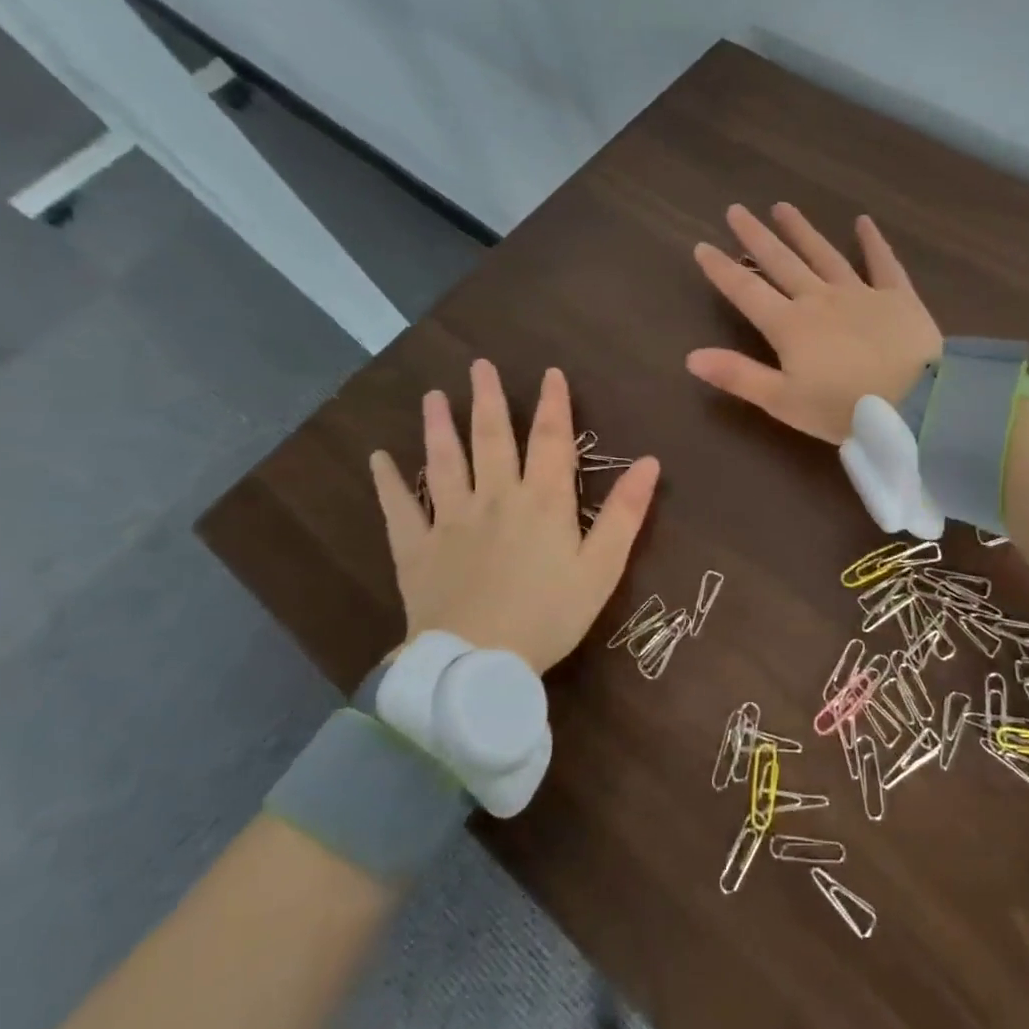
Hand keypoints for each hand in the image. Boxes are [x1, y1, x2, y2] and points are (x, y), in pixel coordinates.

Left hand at [368, 362, 659, 674]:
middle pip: (491, 438)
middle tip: (479, 365)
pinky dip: (388, 482)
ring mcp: (450, 520)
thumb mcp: (602, 567)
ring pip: (444, 463)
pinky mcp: (416, 548)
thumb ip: (625, 513)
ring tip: (432, 396)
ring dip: (438, 426)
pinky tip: (378, 458)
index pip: (551, 439)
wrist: (478, 664)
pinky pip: (399, 509)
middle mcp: (496, 497)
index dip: (554, 403)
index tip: (550, 372)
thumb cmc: (549, 615)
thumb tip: (650, 462)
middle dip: (488, 399)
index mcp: (543, 500)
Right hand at [686, 203, 941, 444]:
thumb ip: (739, 376)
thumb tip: (691, 356)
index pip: (747, 291)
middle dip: (756, 237)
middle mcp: (819, 299)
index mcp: (790, 326)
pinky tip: (864, 221)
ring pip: (824, 254)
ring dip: (801, 230)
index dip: (722, 269)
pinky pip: (882, 262)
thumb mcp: (784, 402)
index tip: (702, 246)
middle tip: (737, 209)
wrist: (917, 402)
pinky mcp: (897, 296)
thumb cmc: (844, 408)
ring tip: (782, 207)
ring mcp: (860, 293)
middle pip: (781, 262)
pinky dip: (872, 241)